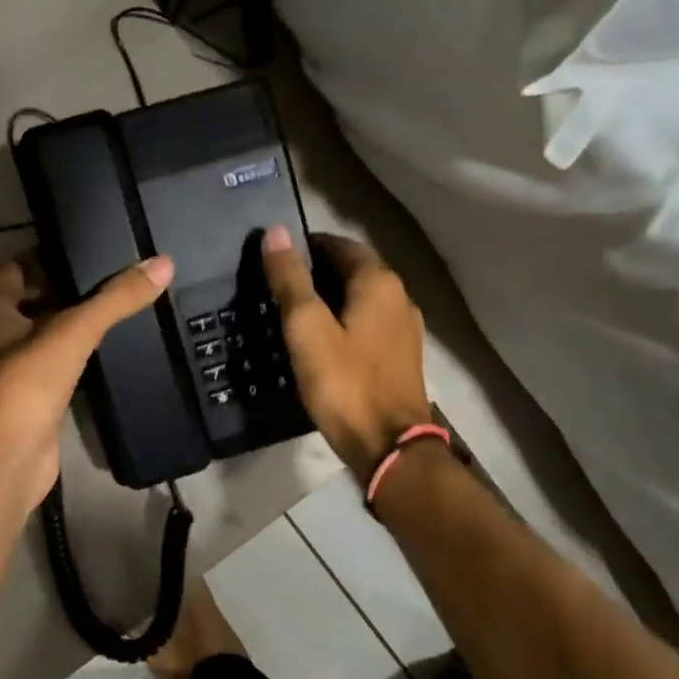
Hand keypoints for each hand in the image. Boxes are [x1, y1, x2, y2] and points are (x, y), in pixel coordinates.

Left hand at [0, 252, 174, 511]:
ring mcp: (13, 366)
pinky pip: (60, 362)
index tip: (98, 246)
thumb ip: (117, 297)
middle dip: (74, 287)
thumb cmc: (27, 382)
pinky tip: (113, 346)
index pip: (23, 264)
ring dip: (79, 321)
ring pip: (50, 331)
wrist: (7, 458)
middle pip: (38, 297)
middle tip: (121, 273)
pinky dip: (81, 353)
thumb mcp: (73, 330)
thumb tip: (163, 262)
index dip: (57, 253)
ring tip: (124, 303)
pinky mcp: (33, 395)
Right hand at [261, 227, 429, 475]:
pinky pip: (368, 323)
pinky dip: (344, 321)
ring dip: (330, 298)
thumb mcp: (307, 329)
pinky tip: (323, 342)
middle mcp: (398, 296)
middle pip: (353, 269)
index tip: (274, 260)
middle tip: (277, 287)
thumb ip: (291, 279)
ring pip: (361, 298)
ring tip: (293, 314)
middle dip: (316, 272)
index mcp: (378, 282)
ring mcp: (404, 328)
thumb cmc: (345, 384)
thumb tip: (276, 231)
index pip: (338, 244)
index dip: (305, 246)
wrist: (390, 447)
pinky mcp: (401, 355)